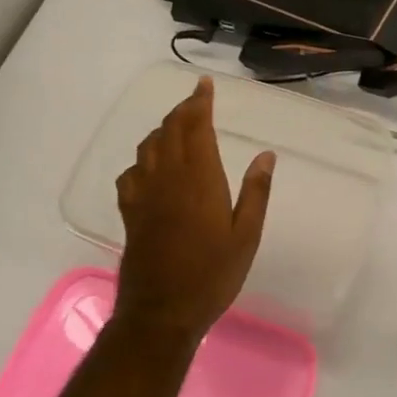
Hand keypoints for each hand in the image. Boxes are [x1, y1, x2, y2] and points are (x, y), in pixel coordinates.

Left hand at [113, 77, 274, 344]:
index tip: (204, 84)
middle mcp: (168, 178)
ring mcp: (144, 194)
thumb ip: (256, 192)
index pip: (196, 127)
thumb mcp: (246, 236)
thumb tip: (266, 155)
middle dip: (182, 110)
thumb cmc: (213, 275)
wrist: (162, 312)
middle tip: (196, 100)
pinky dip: (142, 159)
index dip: (199, 102)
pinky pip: (131, 173)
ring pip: (148, 147)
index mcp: (199, 179)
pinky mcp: (130, 212)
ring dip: (163, 130)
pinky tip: (150, 167)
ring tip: (177, 127)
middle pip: (169, 130)